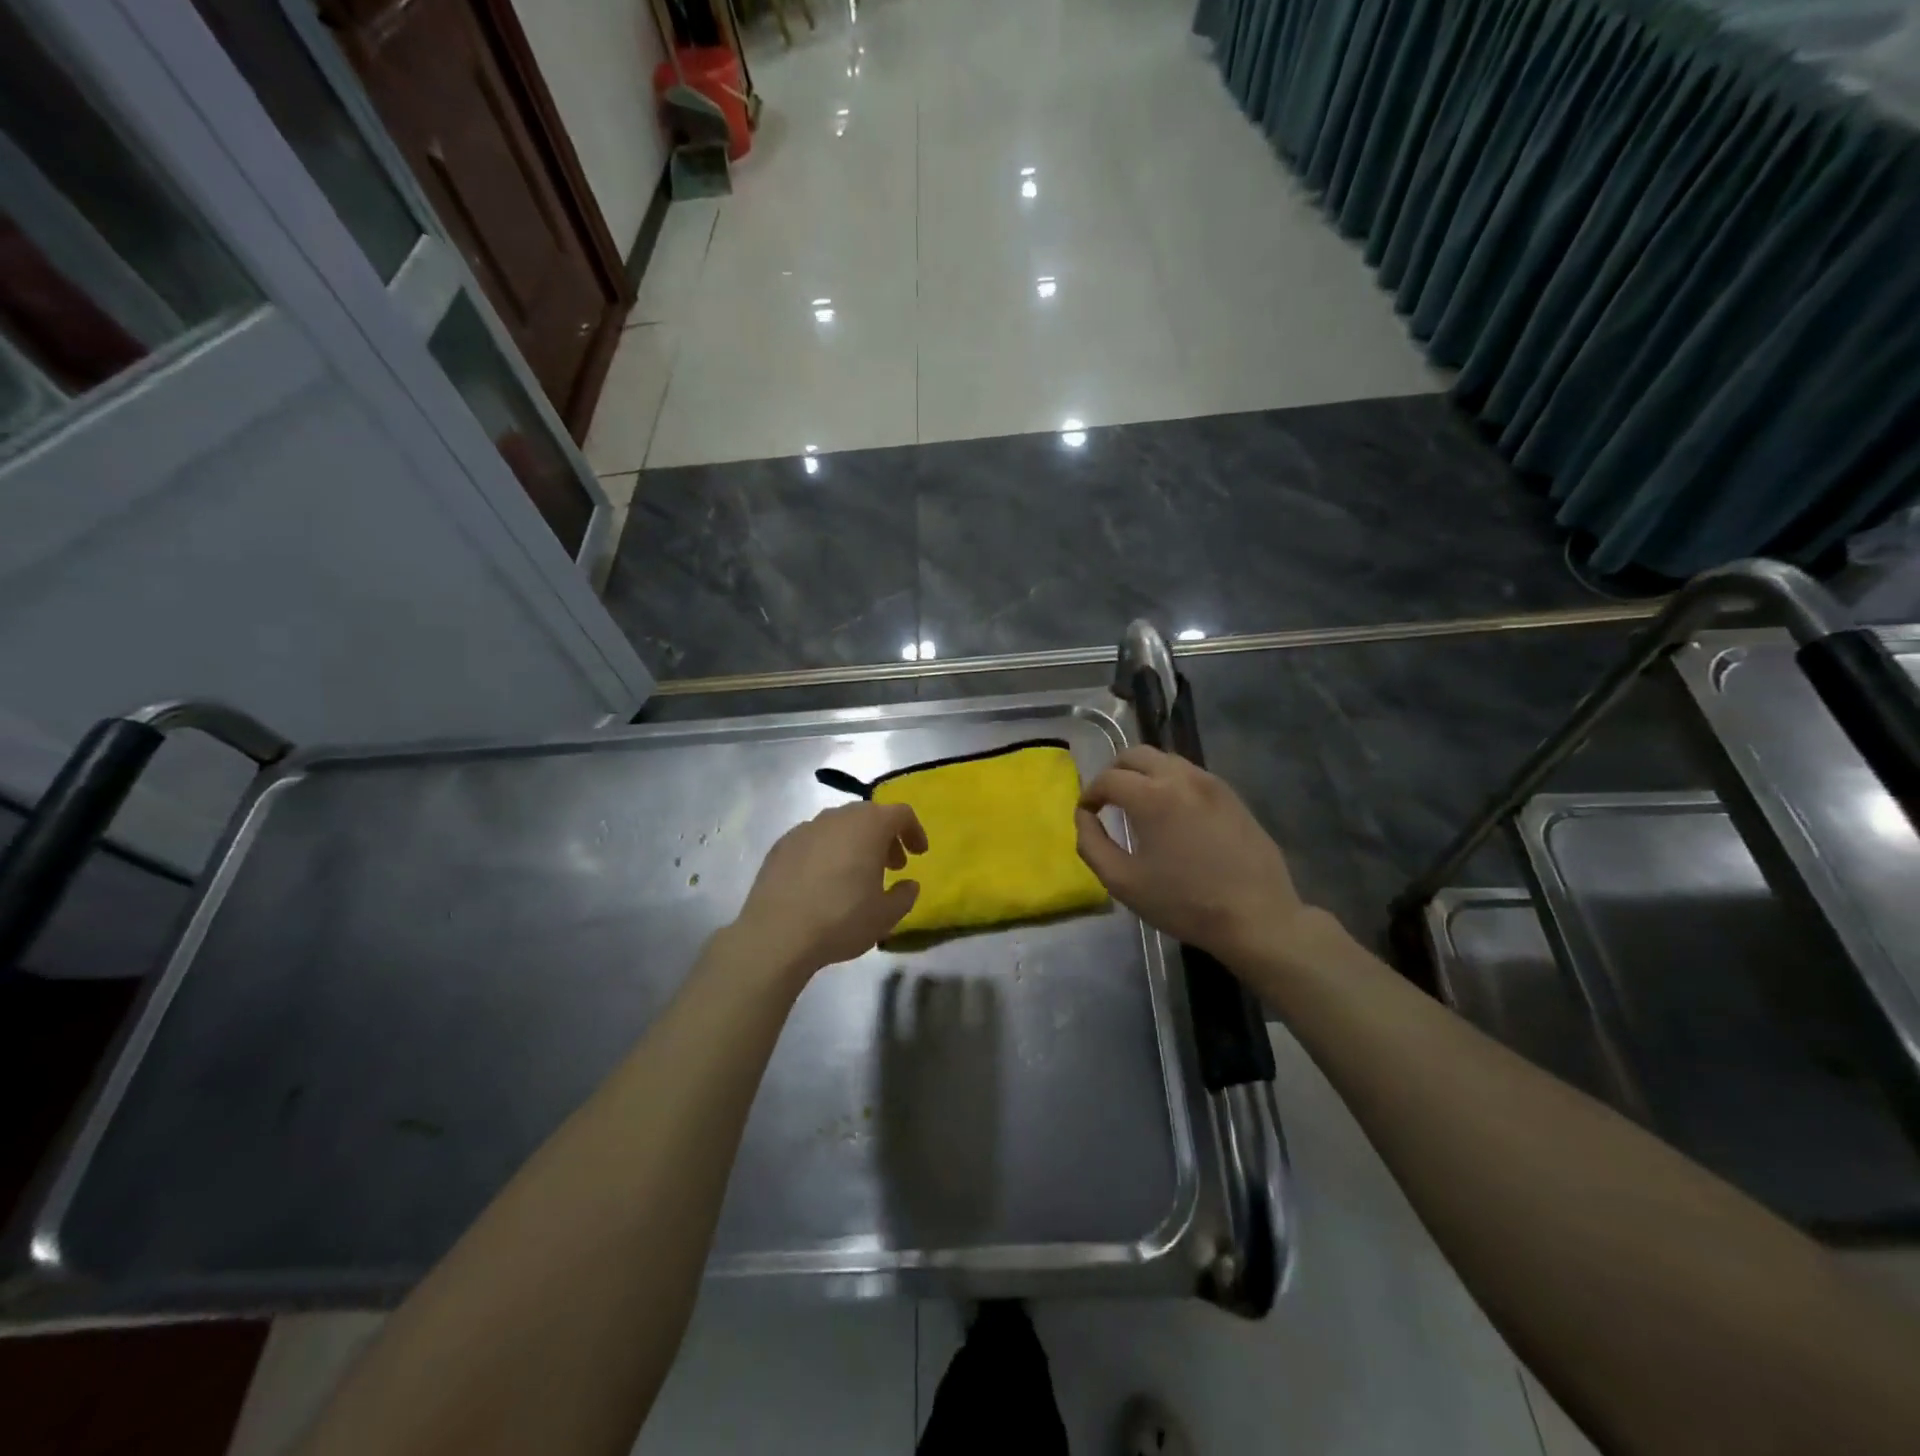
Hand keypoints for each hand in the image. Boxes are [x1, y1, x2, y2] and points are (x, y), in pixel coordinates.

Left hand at [734, 802, 927, 977]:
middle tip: (892, 866)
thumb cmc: (841, 919)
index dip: (914, 831)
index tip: (918, 854)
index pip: (900, 813)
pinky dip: (827, 852)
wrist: (776, 934)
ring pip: (839, 826)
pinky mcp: (781, 844)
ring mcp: (806, 828)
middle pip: (869, 815)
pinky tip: (823, 881)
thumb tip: (909, 884)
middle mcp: (837, 817)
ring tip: (856, 874)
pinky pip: (814, 840)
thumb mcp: (886, 916)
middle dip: (885, 837)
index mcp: (869, 826)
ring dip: (855, 843)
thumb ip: (904, 896)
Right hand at [1076, 746, 1323, 968]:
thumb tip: (1084, 816)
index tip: (1087, 813)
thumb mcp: (1123, 881)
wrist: (1256, 916)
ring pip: (1166, 760)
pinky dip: (1171, 782)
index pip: (1109, 778)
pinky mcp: (1231, 795)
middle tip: (1108, 800)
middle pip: (1136, 754)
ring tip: (1138, 804)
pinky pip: (1191, 775)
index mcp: (1152, 796)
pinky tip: (1172, 813)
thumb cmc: (1183, 902)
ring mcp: (1211, 783)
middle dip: (1114, 772)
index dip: (1090, 793)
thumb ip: (1092, 843)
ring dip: (1144, 774)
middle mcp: (1182, 777)